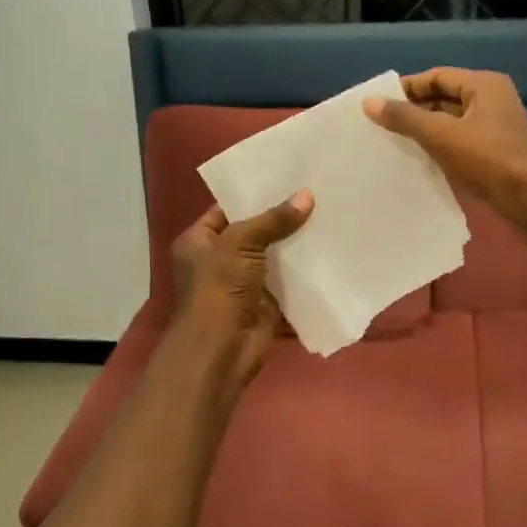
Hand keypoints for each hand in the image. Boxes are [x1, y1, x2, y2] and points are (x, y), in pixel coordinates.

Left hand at [170, 192, 313, 387]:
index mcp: (199, 241)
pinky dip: (303, 270)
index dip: (254, 194)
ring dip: (295, 243)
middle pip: (253, 231)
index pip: (227, 209)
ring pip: (272, 256)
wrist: (222, 348)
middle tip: (314, 192)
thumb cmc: (219, 288)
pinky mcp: (265, 302)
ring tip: (326, 214)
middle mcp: (218, 259)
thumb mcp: (241, 243)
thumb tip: (307, 196)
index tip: (286, 177)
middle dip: (280, 217)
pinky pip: (287, 280)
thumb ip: (273, 220)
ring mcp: (243, 282)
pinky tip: (328, 249)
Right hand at [363, 69, 526, 225]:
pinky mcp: (493, 153)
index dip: (406, 88)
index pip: (436, 77)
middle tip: (380, 126)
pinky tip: (417, 162)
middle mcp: (490, 100)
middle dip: (413, 111)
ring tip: (391, 144)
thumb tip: (369, 102)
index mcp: (483, 85)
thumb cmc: (490, 159)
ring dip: (424, 132)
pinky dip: (438, 149)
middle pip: (443, 98)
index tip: (377, 104)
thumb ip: (405, 118)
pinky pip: (458, 143)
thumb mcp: (442, 135)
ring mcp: (494, 128)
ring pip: (449, 123)